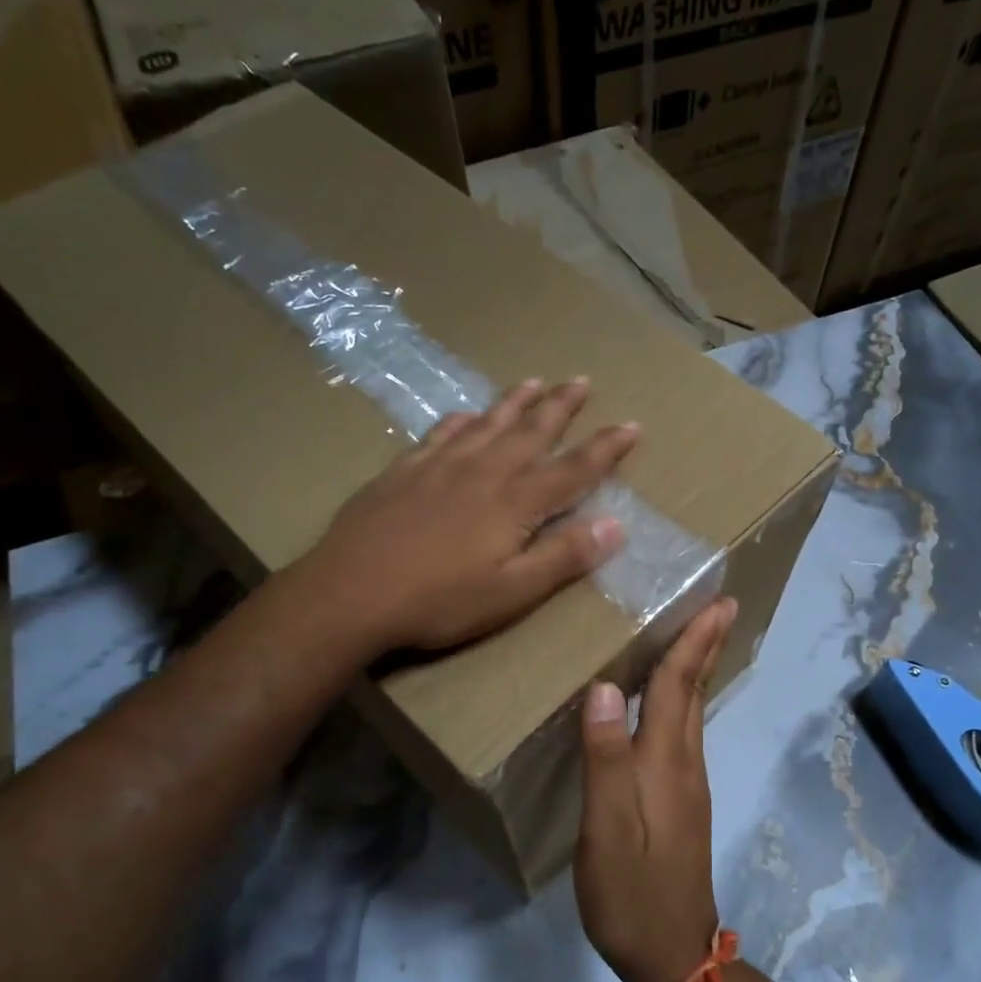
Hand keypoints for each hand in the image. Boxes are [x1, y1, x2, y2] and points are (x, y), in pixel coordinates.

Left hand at [299, 378, 637, 652]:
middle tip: (580, 380)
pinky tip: (462, 414)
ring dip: (514, 402)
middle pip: (530, 431)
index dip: (605, 448)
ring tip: (533, 381)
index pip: (573, 469)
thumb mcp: (512, 591)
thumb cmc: (439, 601)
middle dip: (560, 407)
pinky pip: (440, 434)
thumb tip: (617, 525)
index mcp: (515, 502)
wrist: (350, 592)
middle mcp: (483, 471)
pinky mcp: (404, 471)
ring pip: (486, 423)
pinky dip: (459, 420)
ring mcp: (440, 466)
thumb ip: (564, 557)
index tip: (631, 425)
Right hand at [575, 597, 737, 981]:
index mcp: (665, 762)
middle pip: (694, 692)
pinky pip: (682, 734)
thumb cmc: (632, 891)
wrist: (672, 954)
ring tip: (692, 639)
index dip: (696, 641)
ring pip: (691, 712)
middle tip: (718, 607)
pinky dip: (681, 701)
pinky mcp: (681, 803)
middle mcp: (684, 764)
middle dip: (705, 646)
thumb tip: (606, 688)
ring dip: (695, 670)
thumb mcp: (606, 829)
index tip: (721, 601)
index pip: (679, 685)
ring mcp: (687, 785)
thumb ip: (605, 758)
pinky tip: (666, 704)